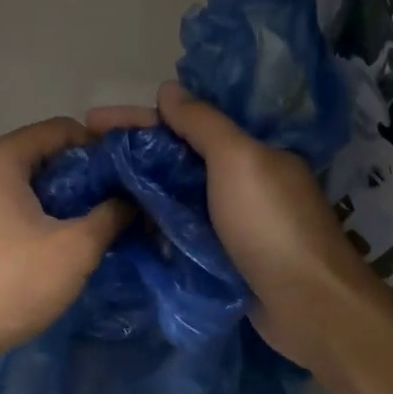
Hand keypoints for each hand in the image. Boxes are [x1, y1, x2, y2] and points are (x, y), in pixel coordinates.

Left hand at [0, 117, 129, 374]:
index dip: (100, 150)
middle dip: (80, 176)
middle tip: (111, 206)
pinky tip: (48, 245)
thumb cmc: (9, 285)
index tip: (126, 180)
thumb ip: (112, 214)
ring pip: (23, 181)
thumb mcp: (75, 250)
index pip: (61, 129)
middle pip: (41, 153)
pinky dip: (31, 213)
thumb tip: (133, 200)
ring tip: (86, 228)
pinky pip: (3, 202)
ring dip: (58, 198)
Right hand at [89, 82, 378, 362]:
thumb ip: (202, 123)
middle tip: (84, 157)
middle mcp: (241, 178)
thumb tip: (168, 88)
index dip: (138, 117)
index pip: (185, 121)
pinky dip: (154, 223)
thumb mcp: (238, 160)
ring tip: (91, 190)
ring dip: (138, 189)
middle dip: (132, 153)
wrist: (308, 305)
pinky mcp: (223, 254)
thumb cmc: (270, 224)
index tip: (92, 120)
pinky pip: (181, 229)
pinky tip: (119, 224)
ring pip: (176, 194)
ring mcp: (231, 219)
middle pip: (177, 157)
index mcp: (249, 149)